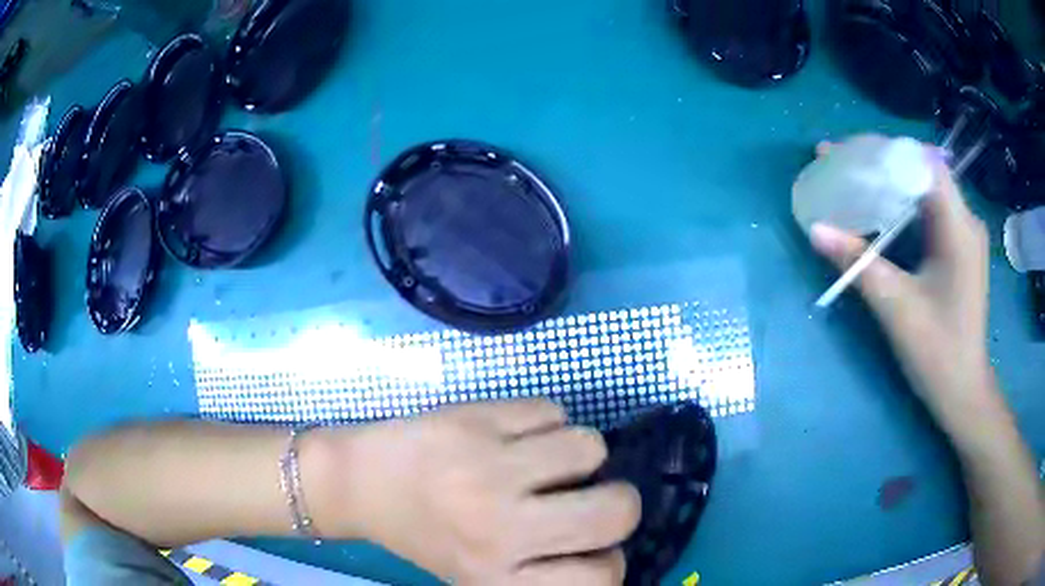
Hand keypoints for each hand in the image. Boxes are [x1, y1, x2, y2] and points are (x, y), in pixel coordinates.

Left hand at [308, 400, 640, 584]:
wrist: (362, 484)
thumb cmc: (426, 536)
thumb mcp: (479, 575)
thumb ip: (542, 573)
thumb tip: (608, 548)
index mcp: (499, 577)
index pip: (602, 577)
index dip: (609, 559)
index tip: (590, 546)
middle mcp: (499, 528)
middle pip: (617, 510)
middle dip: (617, 500)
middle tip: (587, 495)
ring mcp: (487, 468)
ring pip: (590, 446)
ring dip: (578, 453)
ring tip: (545, 460)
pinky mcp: (474, 419)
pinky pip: (553, 410)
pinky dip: (546, 422)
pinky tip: (516, 435)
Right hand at [809, 147, 995, 426]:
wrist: (963, 392)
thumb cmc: (937, 351)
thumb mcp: (896, 306)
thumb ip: (858, 262)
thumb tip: (815, 229)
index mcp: (958, 226)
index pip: (922, 162)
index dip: (883, 151)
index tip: (846, 153)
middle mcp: (966, 220)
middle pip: (922, 171)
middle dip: (881, 164)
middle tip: (841, 165)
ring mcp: (965, 235)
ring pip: (925, 190)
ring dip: (891, 183)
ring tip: (855, 183)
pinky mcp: (960, 250)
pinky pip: (930, 212)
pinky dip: (903, 206)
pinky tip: (882, 214)